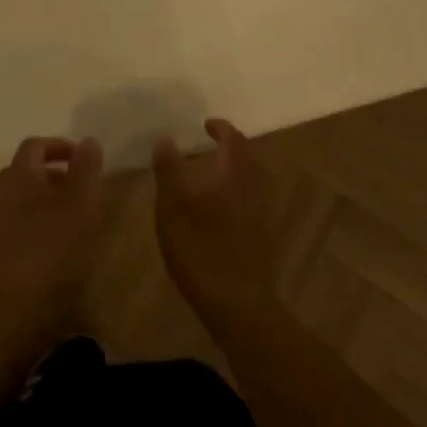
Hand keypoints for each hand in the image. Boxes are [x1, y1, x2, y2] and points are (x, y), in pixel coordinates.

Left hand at [0, 135, 106, 361]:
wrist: (3, 307)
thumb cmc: (49, 248)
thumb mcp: (80, 204)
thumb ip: (86, 170)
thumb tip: (88, 141)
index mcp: (18, 174)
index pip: (35, 146)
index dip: (59, 146)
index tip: (82, 158)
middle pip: (25, 173)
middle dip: (53, 176)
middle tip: (80, 192)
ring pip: (19, 202)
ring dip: (43, 204)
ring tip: (70, 223)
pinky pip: (13, 228)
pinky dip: (33, 228)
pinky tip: (51, 250)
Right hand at [152, 118, 281, 327]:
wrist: (237, 301)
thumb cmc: (200, 247)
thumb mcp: (172, 205)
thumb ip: (169, 169)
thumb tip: (165, 137)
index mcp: (233, 173)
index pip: (233, 139)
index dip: (220, 128)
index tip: (206, 124)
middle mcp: (253, 187)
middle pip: (246, 158)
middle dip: (229, 148)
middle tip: (208, 146)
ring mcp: (260, 213)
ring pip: (250, 179)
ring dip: (232, 170)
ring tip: (209, 175)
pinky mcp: (260, 236)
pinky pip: (250, 199)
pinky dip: (235, 191)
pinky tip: (218, 208)